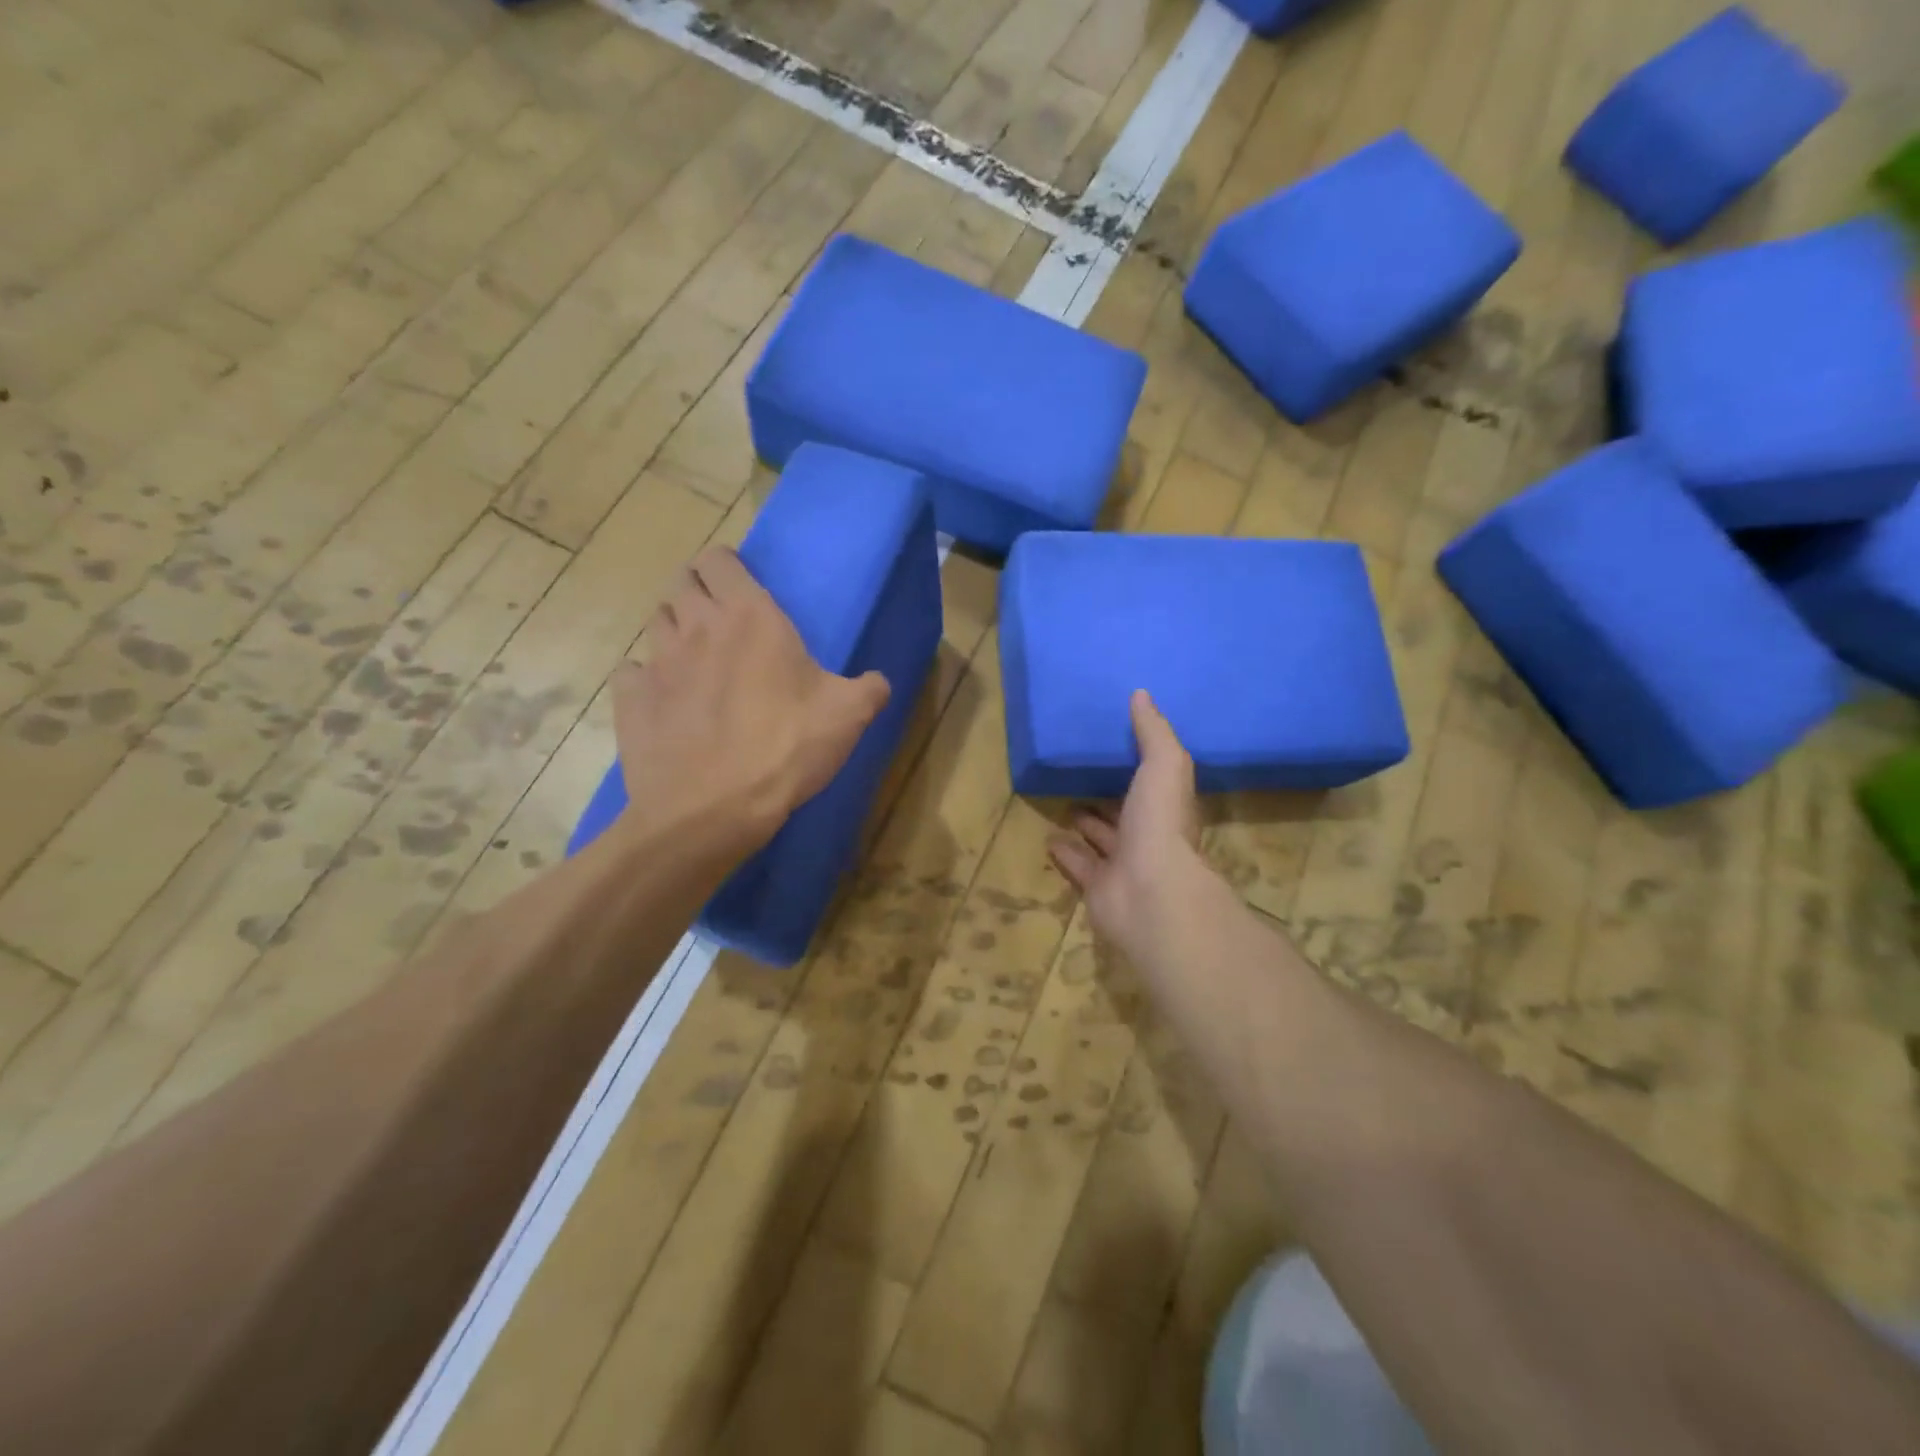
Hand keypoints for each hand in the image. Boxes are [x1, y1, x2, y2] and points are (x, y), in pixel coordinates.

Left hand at [611, 545, 890, 848]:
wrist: (712, 810)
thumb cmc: (785, 749)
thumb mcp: (848, 717)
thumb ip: (869, 689)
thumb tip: (879, 682)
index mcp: (750, 617)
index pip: (719, 559)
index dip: (727, 566)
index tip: (741, 585)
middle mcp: (696, 626)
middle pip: (682, 583)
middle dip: (698, 591)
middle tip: (722, 621)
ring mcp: (656, 661)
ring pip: (657, 622)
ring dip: (675, 630)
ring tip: (696, 659)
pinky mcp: (630, 699)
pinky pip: (633, 671)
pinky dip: (647, 678)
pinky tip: (667, 700)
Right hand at [1048, 690, 1206, 961]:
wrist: (1148, 893)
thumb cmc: (1159, 824)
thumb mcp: (1163, 765)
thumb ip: (1153, 732)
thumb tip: (1140, 693)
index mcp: (1166, 807)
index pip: (1153, 783)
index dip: (1138, 765)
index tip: (1116, 743)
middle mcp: (1148, 836)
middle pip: (1125, 813)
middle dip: (1108, 796)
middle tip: (1083, 775)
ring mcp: (1123, 864)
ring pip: (1101, 839)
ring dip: (1086, 823)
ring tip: (1063, 802)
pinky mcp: (1097, 887)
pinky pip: (1078, 865)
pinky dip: (1065, 852)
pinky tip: (1048, 838)